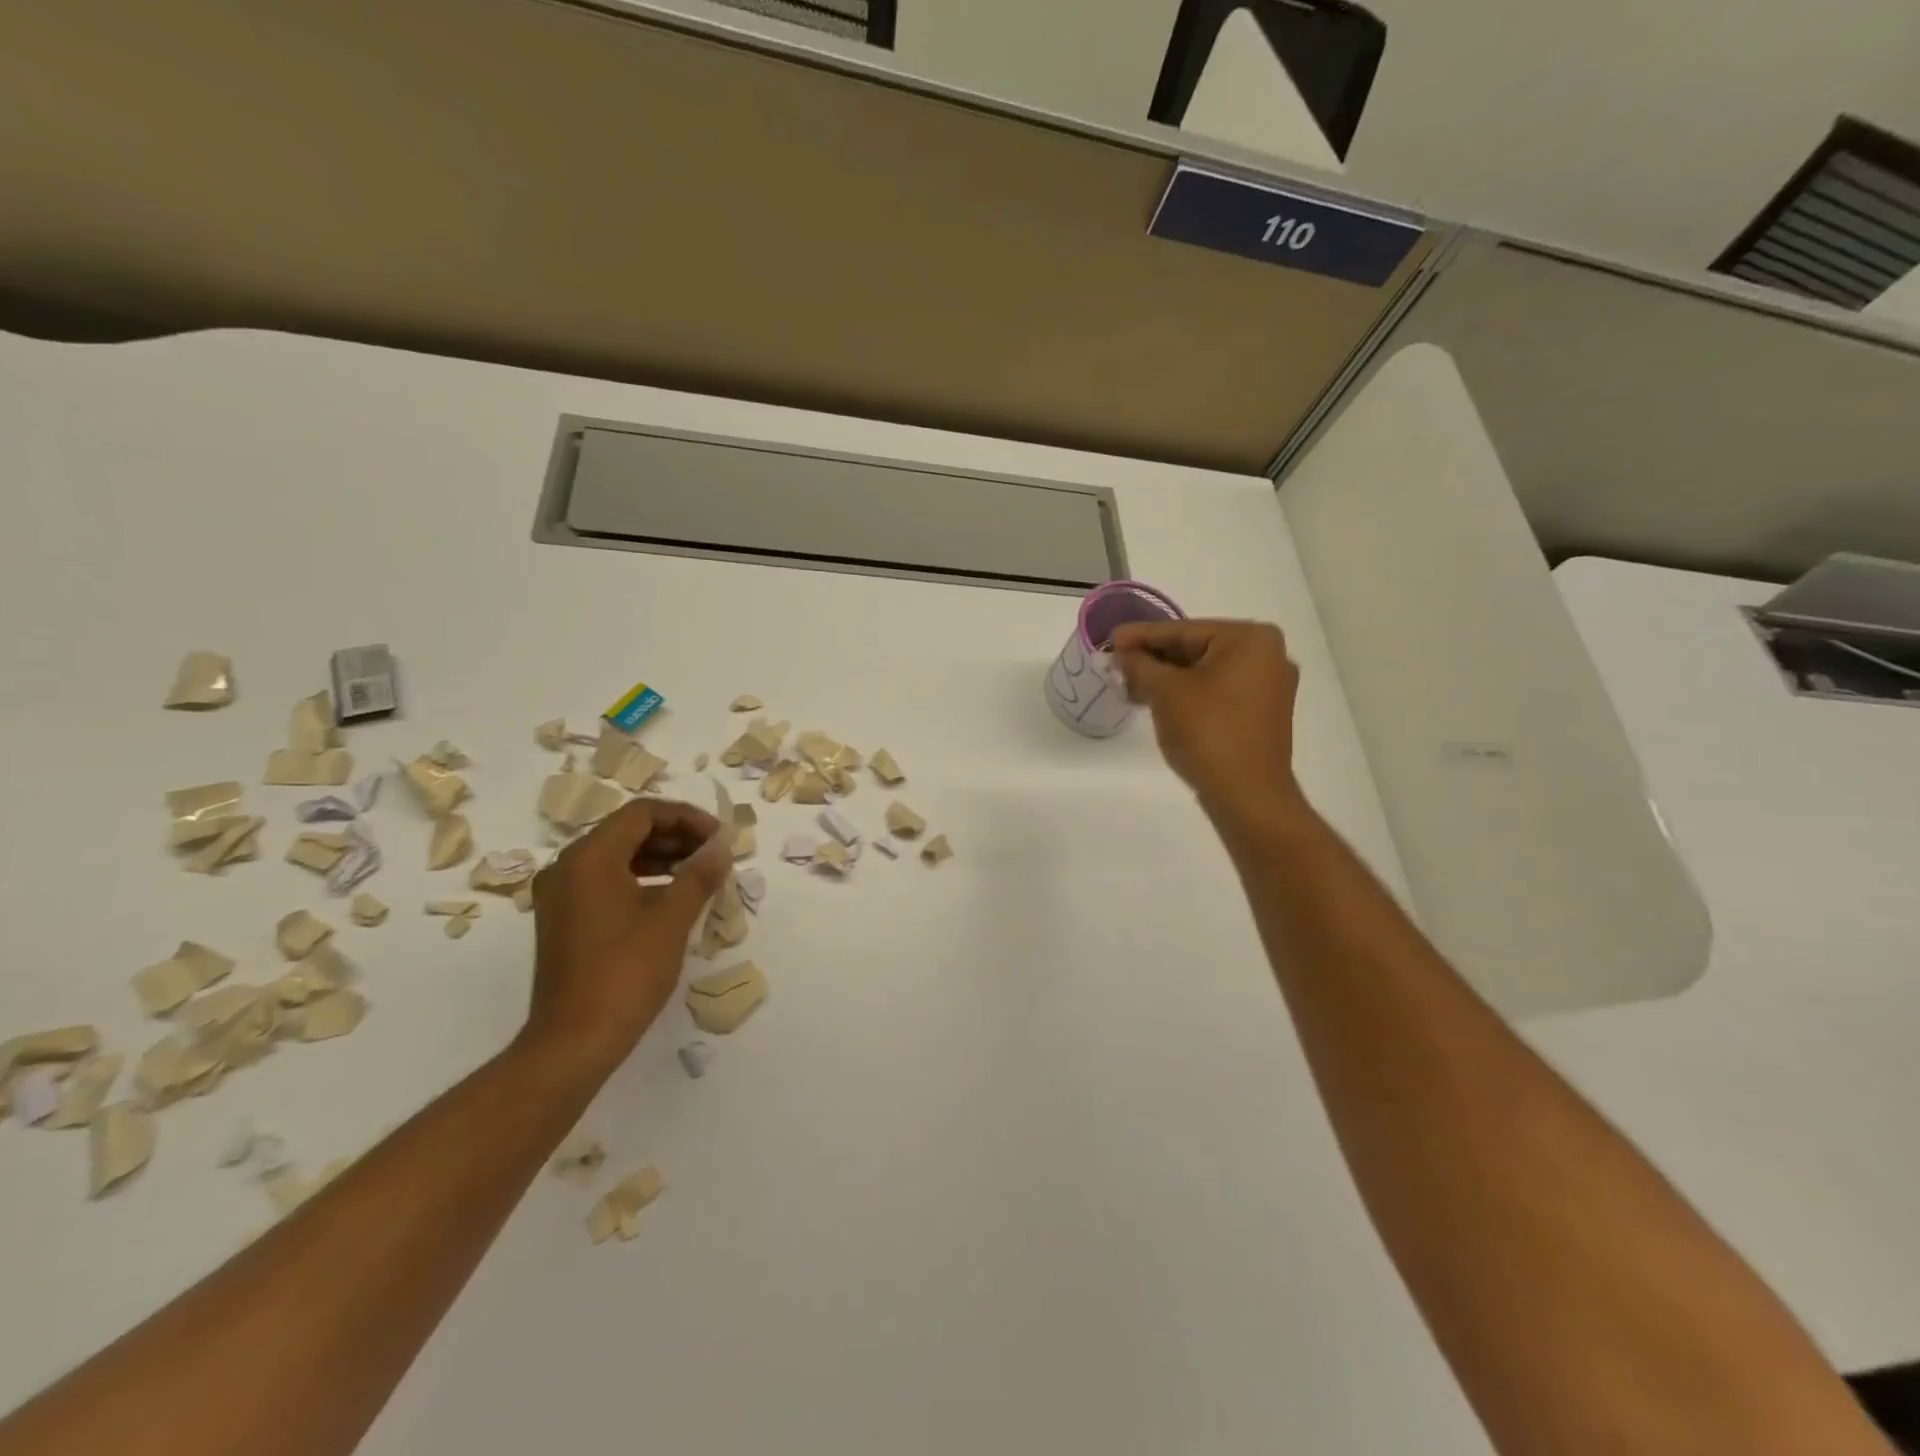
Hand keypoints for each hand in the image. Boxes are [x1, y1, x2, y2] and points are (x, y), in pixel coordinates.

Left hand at [523, 798, 732, 1068]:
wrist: (574, 1041)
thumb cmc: (625, 973)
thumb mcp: (671, 920)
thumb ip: (699, 875)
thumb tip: (721, 848)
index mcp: (589, 858)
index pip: (642, 813)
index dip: (686, 817)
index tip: (719, 837)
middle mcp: (568, 867)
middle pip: (628, 830)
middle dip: (676, 835)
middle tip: (714, 853)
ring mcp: (561, 894)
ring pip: (618, 855)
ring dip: (661, 856)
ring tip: (701, 872)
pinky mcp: (564, 918)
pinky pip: (606, 880)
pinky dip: (642, 878)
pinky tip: (672, 896)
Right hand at [1113, 619, 1304, 831]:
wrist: (1247, 795)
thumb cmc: (1208, 733)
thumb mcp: (1165, 692)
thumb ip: (1139, 664)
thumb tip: (1121, 653)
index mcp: (1250, 639)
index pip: (1183, 630)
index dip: (1141, 636)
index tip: (1110, 639)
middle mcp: (1268, 655)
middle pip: (1196, 649)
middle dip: (1154, 659)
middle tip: (1117, 665)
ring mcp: (1269, 686)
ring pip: (1205, 672)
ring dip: (1167, 679)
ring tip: (1130, 686)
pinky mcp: (1262, 714)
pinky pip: (1218, 692)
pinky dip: (1188, 694)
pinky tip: (1158, 702)